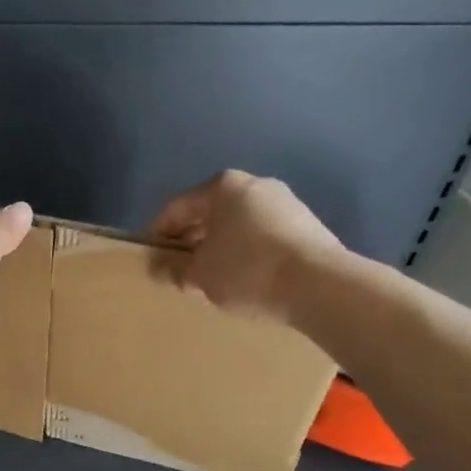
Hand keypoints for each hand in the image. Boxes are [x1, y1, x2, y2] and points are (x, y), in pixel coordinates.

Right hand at [148, 170, 346, 326]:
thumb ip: (173, 268)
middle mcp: (255, 184)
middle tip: (179, 270)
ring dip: (219, 248)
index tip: (150, 258)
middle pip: (209, 213)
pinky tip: (244, 279)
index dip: (157, 233)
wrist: (320, 285)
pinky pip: (262, 236)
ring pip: (237, 225)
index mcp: (222, 186)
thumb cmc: (247, 270)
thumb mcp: (199, 274)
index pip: (176, 207)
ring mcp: (285, 203)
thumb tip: (159, 267)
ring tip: (210, 278)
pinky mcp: (307, 226)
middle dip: (190, 240)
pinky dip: (246, 253)